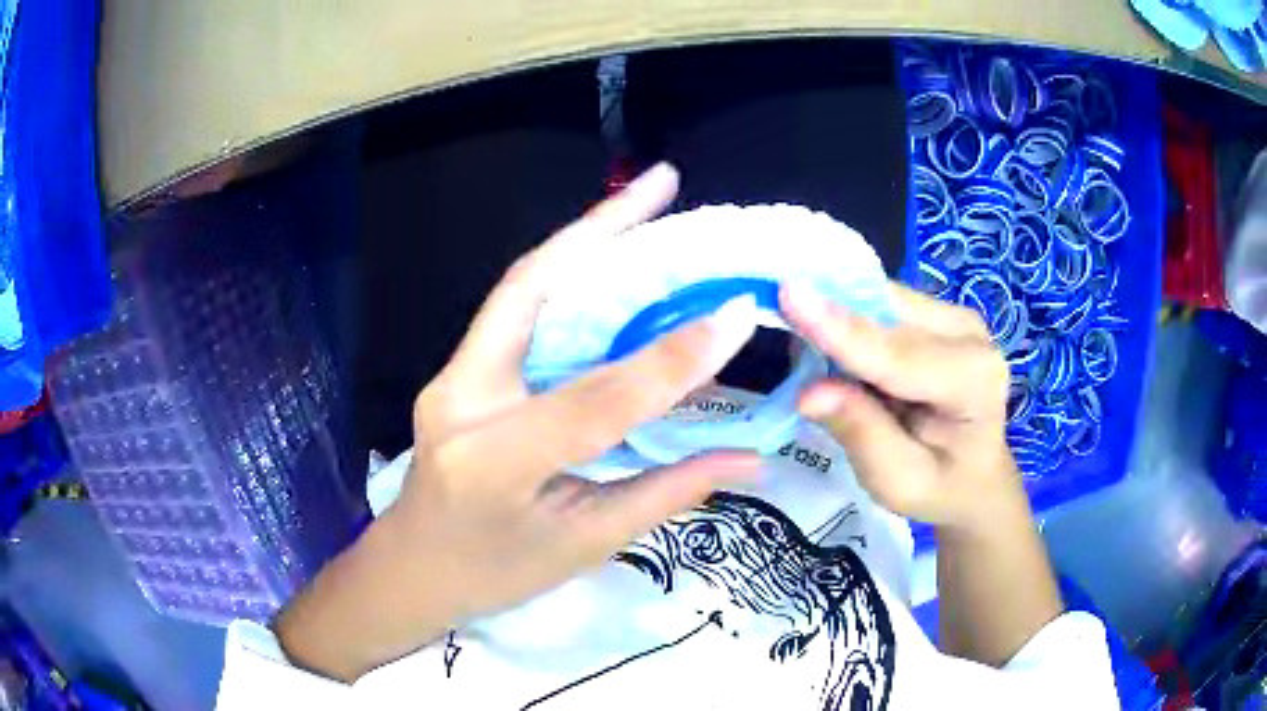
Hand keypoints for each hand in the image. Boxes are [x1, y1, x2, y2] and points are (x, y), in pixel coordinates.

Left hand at [277, 164, 760, 680]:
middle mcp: (462, 400)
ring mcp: (451, 377)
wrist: (412, 569)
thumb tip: (749, 455)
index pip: (595, 401)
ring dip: (584, 239)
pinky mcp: (457, 370)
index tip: (735, 316)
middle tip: (662, 182)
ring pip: (521, 288)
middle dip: (601, 227)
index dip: (671, 359)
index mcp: (495, 464)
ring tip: (643, 203)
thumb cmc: (495, 575)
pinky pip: (518, 310)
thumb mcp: (584, 546)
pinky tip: (609, 256)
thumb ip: (666, 491)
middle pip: (529, 290)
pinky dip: (567, 275)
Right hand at [780, 280, 1020, 532]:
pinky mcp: (935, 313)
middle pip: (888, 314)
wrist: (975, 476)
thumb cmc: (940, 488)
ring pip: (881, 299)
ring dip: (836, 313)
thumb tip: (807, 392)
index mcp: (974, 381)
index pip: (900, 354)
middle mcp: (970, 335)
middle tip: (772, 314)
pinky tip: (827, 336)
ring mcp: (954, 317)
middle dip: (830, 313)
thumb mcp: (899, 481)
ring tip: (798, 337)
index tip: (790, 296)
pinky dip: (847, 317)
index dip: (843, 329)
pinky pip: (881, 303)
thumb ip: (860, 434)